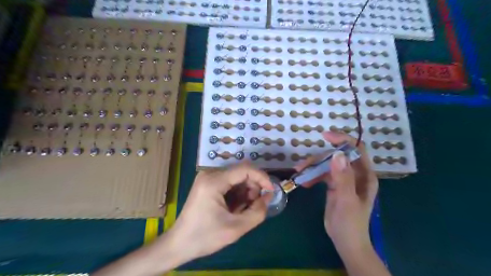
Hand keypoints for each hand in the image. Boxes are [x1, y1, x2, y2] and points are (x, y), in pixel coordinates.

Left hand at [169, 163, 274, 261]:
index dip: (262, 177)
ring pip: (236, 177)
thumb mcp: (235, 228)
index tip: (271, 191)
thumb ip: (257, 212)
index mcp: (214, 181)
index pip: (245, 169)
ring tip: (243, 209)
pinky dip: (237, 192)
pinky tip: (235, 207)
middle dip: (253, 187)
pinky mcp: (207, 183)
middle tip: (255, 205)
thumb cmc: (205, 237)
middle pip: (241, 172)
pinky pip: (229, 182)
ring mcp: (207, 177)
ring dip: (245, 191)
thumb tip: (268, 197)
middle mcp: (210, 173)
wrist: (179, 243)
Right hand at [293, 131, 376, 253]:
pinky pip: (322, 174)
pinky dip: (313, 176)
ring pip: (327, 165)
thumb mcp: (346, 200)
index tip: (326, 136)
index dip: (343, 140)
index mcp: (364, 175)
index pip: (356, 149)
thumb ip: (343, 177)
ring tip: (299, 172)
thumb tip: (337, 154)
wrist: (345, 241)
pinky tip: (304, 182)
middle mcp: (355, 174)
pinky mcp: (334, 185)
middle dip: (319, 158)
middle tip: (303, 165)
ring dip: (313, 167)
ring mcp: (344, 179)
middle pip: (336, 157)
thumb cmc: (350, 222)